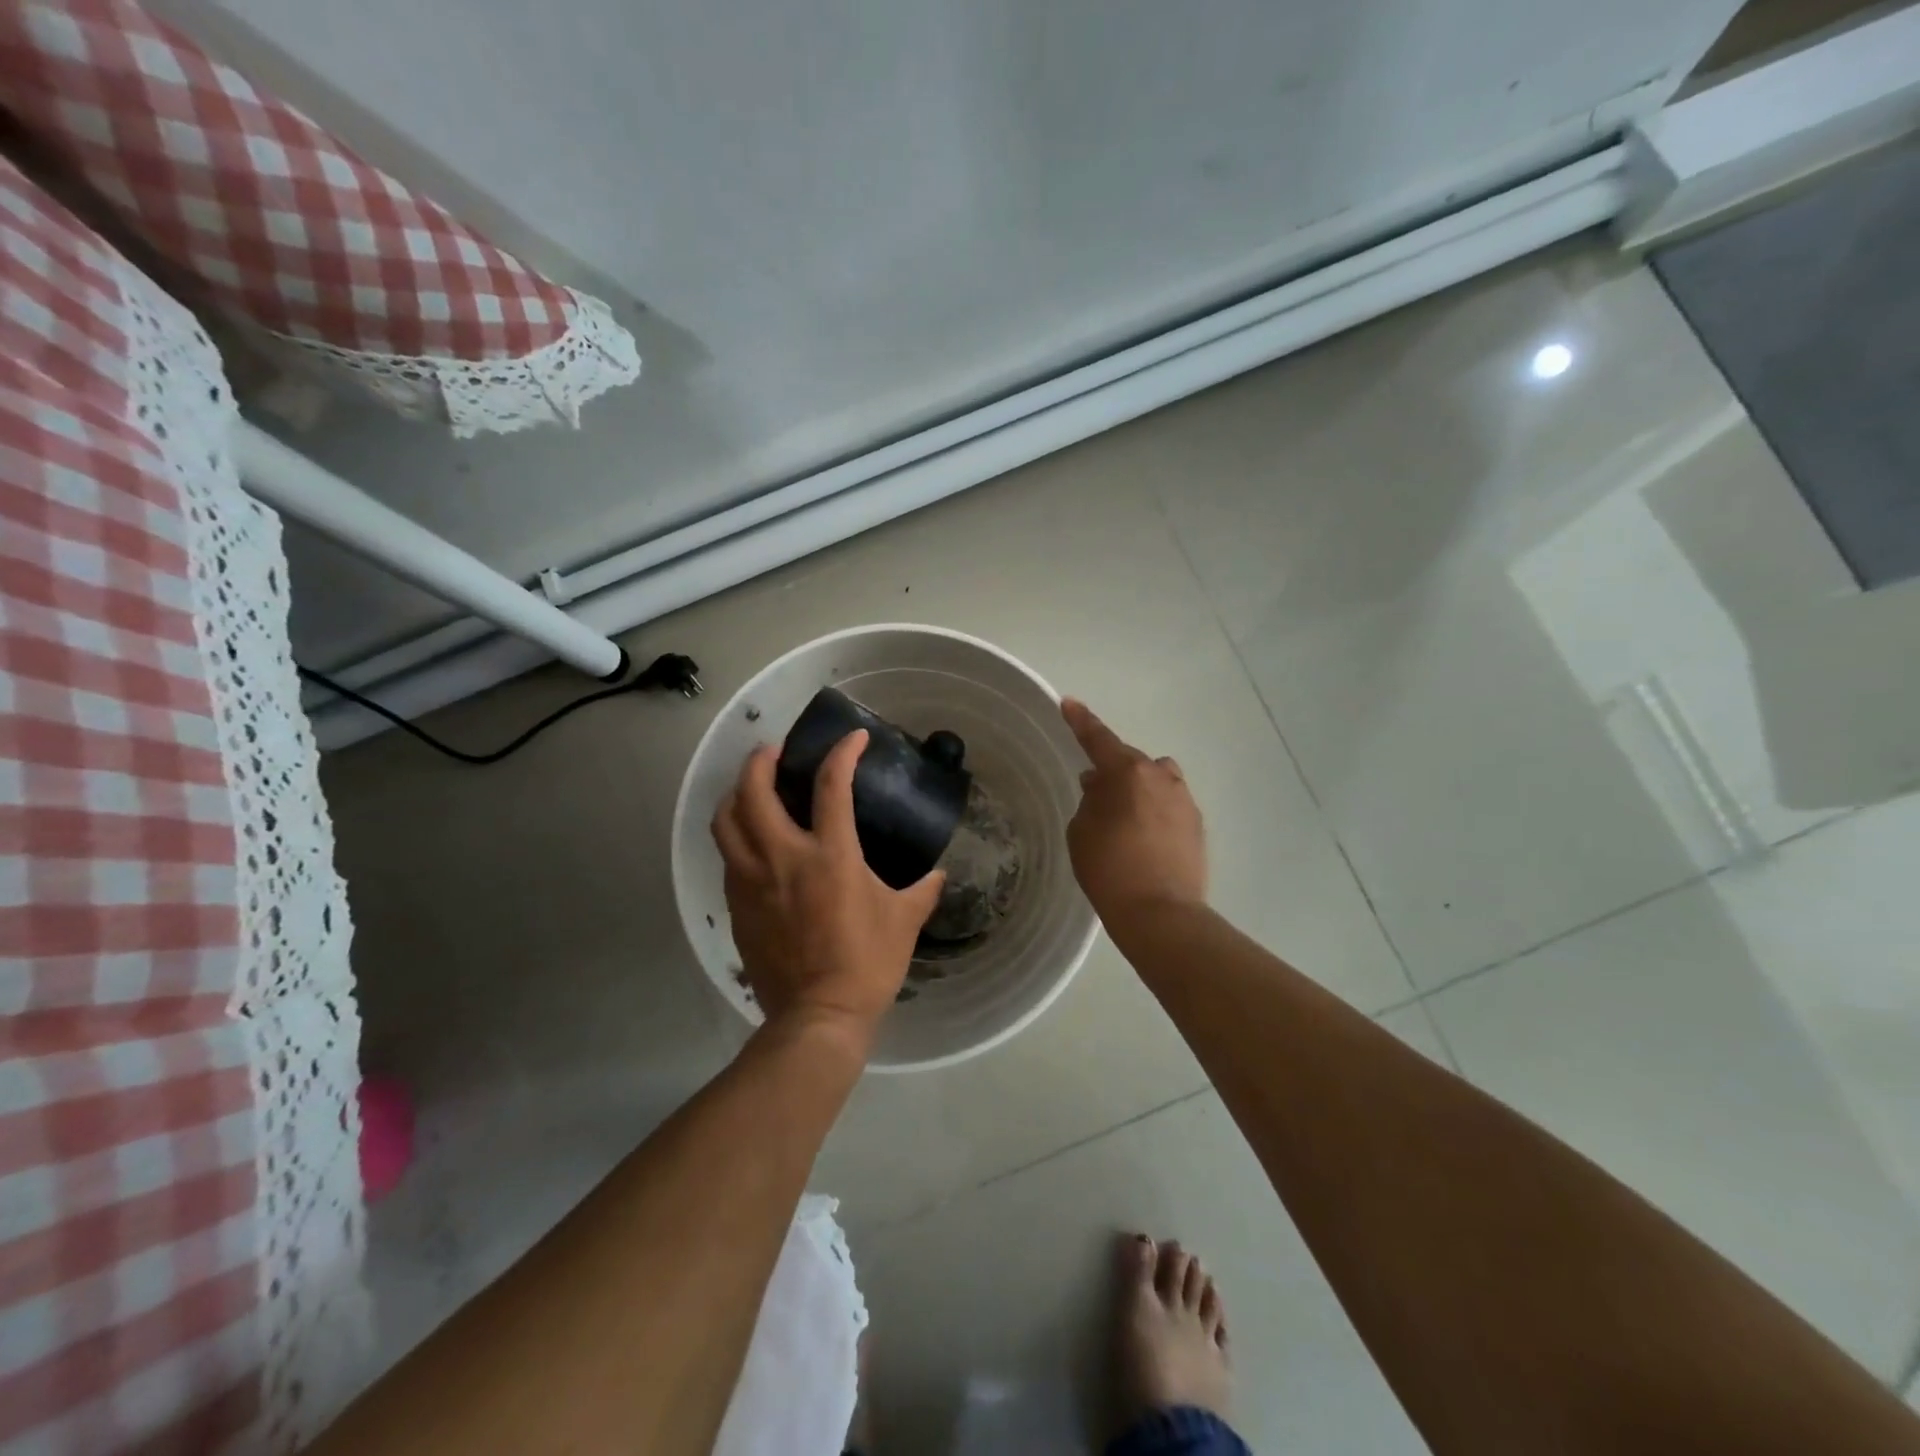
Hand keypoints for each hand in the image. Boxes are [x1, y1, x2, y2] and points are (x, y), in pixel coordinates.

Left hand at [712, 731, 945, 1045]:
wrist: (818, 1015)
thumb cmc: (867, 963)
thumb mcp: (904, 921)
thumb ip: (922, 890)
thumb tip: (938, 875)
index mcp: (830, 855)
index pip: (832, 786)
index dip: (842, 753)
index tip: (854, 738)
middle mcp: (783, 858)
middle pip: (754, 792)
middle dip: (760, 761)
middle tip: (774, 751)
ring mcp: (752, 881)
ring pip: (726, 822)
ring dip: (735, 794)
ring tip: (750, 788)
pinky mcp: (736, 905)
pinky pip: (727, 858)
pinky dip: (736, 836)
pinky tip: (752, 841)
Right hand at [1061, 699, 1206, 924]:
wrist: (1160, 913)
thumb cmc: (1109, 869)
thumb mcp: (1082, 832)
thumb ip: (1090, 800)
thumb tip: (1101, 785)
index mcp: (1129, 773)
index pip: (1099, 739)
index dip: (1081, 721)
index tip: (1069, 704)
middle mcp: (1161, 777)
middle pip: (1131, 761)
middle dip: (1112, 769)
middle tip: (1093, 790)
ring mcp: (1184, 800)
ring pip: (1156, 780)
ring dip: (1139, 786)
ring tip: (1123, 814)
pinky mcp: (1197, 825)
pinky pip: (1169, 804)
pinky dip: (1154, 809)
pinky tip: (1144, 836)